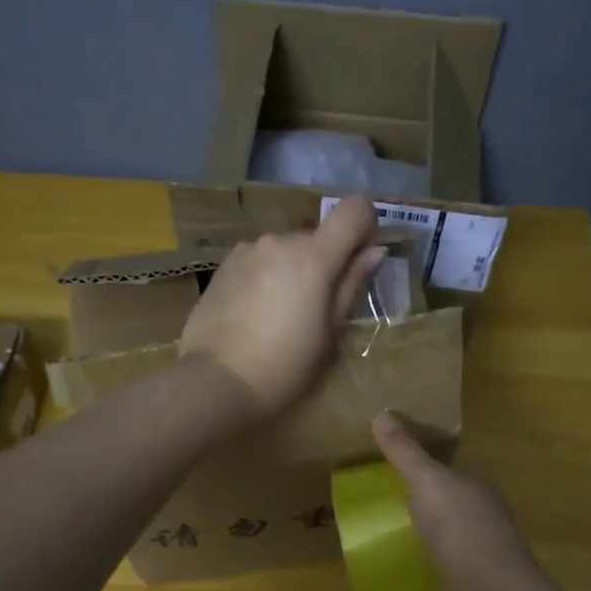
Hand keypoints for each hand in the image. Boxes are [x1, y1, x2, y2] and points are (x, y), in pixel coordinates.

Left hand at [178, 197, 385, 421]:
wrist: (215, 382)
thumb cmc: (284, 366)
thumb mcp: (329, 333)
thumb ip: (352, 285)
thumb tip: (374, 251)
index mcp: (313, 256)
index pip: (354, 209)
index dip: (366, 226)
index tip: (362, 259)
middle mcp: (279, 240)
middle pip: (317, 235)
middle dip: (325, 261)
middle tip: (319, 307)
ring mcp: (247, 250)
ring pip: (285, 249)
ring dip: (293, 270)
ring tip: (282, 314)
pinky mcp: (223, 266)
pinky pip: (259, 261)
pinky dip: (267, 277)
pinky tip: (256, 314)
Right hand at [372, 412, 538, 590]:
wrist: (491, 588)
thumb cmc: (458, 526)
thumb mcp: (425, 481)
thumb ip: (404, 452)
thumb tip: (381, 413)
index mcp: (475, 483)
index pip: (449, 469)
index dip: (426, 469)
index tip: (399, 474)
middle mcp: (487, 509)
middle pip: (453, 498)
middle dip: (431, 501)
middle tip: (395, 505)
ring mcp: (489, 544)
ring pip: (458, 529)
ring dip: (437, 530)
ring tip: (405, 535)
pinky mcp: (484, 575)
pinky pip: (458, 557)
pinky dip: (442, 556)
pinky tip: (424, 564)